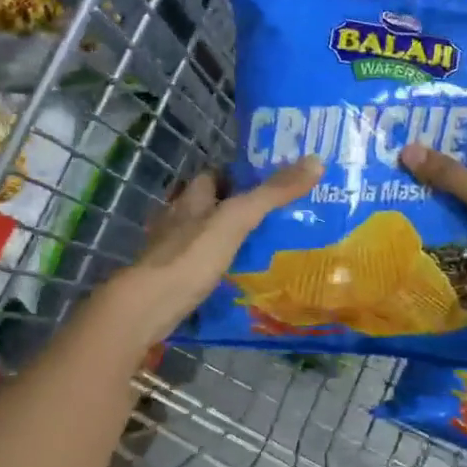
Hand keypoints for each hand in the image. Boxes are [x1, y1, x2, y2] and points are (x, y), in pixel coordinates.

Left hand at [108, 157, 323, 343]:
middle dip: (235, 207)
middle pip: (209, 204)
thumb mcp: (238, 218)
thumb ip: (274, 193)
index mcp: (192, 197)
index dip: (238, 174)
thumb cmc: (192, 254)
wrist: (150, 305)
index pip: (214, 175)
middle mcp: (178, 218)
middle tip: (273, 216)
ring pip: (204, 234)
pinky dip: (218, 265)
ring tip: (263, 245)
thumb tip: (316, 161)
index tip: (268, 181)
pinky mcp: (172, 277)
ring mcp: (172, 249)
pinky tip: (238, 274)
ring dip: (227, 237)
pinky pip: (200, 263)